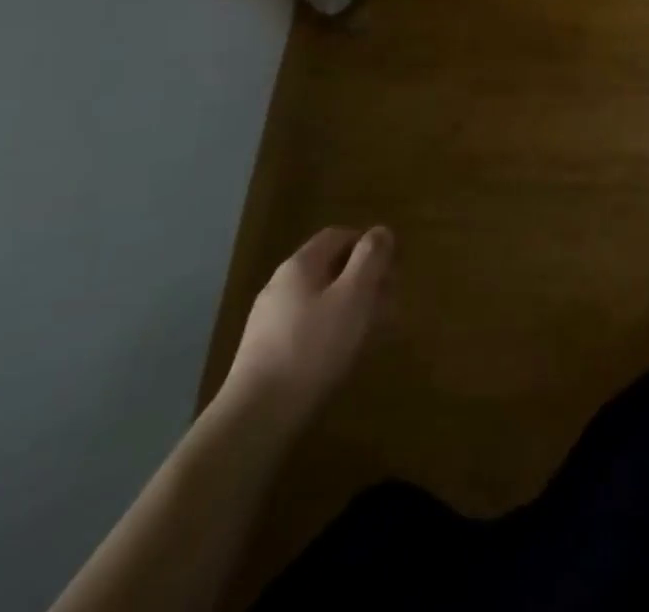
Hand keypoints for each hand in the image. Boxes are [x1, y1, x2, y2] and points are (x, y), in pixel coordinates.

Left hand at [222, 226, 393, 427]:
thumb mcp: (354, 296)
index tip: (393, 265)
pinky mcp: (265, 353)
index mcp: (300, 265)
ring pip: (319, 299)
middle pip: (328, 267)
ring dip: (350, 305)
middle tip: (390, 298)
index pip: (338, 236)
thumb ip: (370, 258)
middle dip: (362, 277)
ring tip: (374, 329)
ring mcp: (269, 320)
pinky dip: (331, 329)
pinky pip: (307, 327)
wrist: (256, 418)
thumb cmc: (313, 348)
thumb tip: (381, 231)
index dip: (368, 244)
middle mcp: (281, 285)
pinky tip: (343, 353)